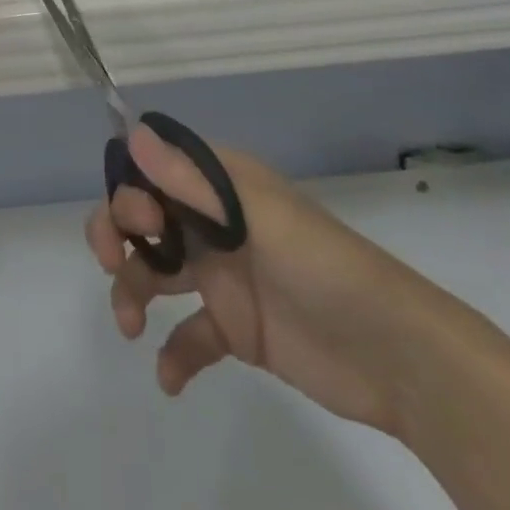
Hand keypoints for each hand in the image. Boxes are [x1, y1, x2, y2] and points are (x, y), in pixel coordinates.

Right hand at [87, 125, 470, 440]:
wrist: (393, 355)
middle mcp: (214, 222)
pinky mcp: (237, 328)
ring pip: (156, 271)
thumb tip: (133, 133)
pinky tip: (170, 376)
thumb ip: (192, 180)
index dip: (130, 189)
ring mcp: (224, 275)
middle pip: (145, 216)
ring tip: (132, 327)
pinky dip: (174, 352)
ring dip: (132, 291)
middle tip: (116, 266)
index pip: (153, 169)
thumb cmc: (321, 266)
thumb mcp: (256, 215)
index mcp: (220, 185)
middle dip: (118, 235)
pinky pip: (190, 334)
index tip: (136, 223)